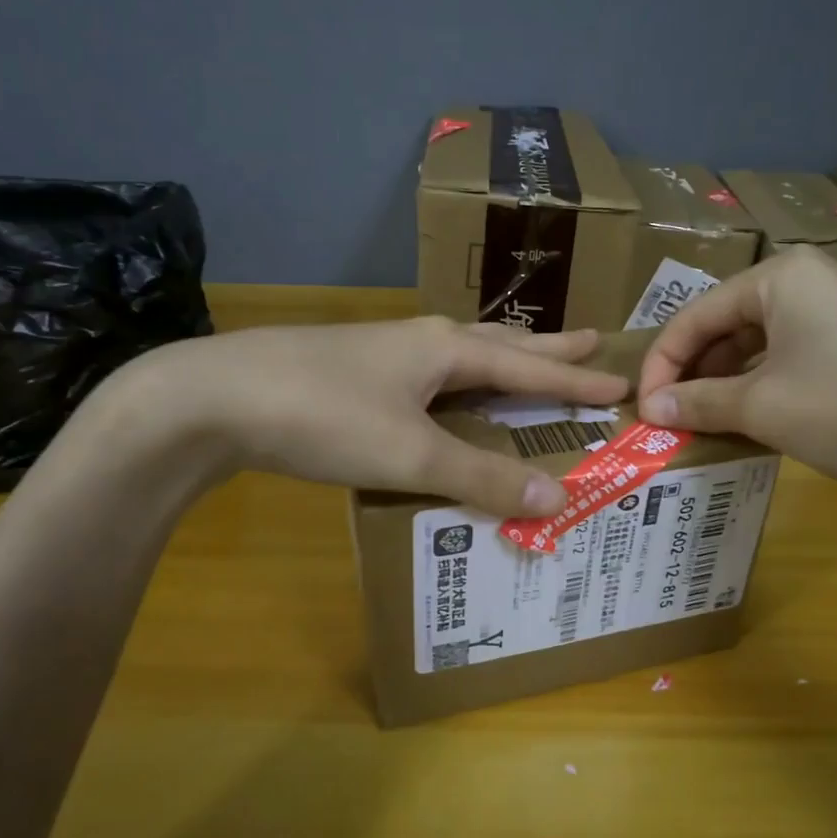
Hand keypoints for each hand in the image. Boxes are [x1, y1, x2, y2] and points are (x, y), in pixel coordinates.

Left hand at [125, 317, 628, 514]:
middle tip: (591, 343)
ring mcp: (383, 353)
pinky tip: (445, 399)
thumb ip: (482, 476)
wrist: (215, 396)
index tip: (622, 380)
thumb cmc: (324, 416)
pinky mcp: (352, 373)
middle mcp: (421, 341)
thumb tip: (559, 497)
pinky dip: (458, 387)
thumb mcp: (411, 453)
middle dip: (547, 349)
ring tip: (527, 366)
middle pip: (500, 343)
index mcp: (445, 349)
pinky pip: (428, 378)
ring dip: (501, 362)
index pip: (529, 364)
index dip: (577, 378)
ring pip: (460, 357)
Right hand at [636, 247, 836, 487]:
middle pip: (728, 324)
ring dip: (727, 383)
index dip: (661, 363)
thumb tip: (650, 408)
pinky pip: (795, 358)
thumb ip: (698, 402)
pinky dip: (765, 387)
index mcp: (779, 276)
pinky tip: (754, 420)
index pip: (695, 315)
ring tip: (705, 422)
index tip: (642, 407)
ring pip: (761, 343)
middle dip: (694, 372)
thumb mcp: (761, 406)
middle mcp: (811, 281)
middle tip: (670, 416)